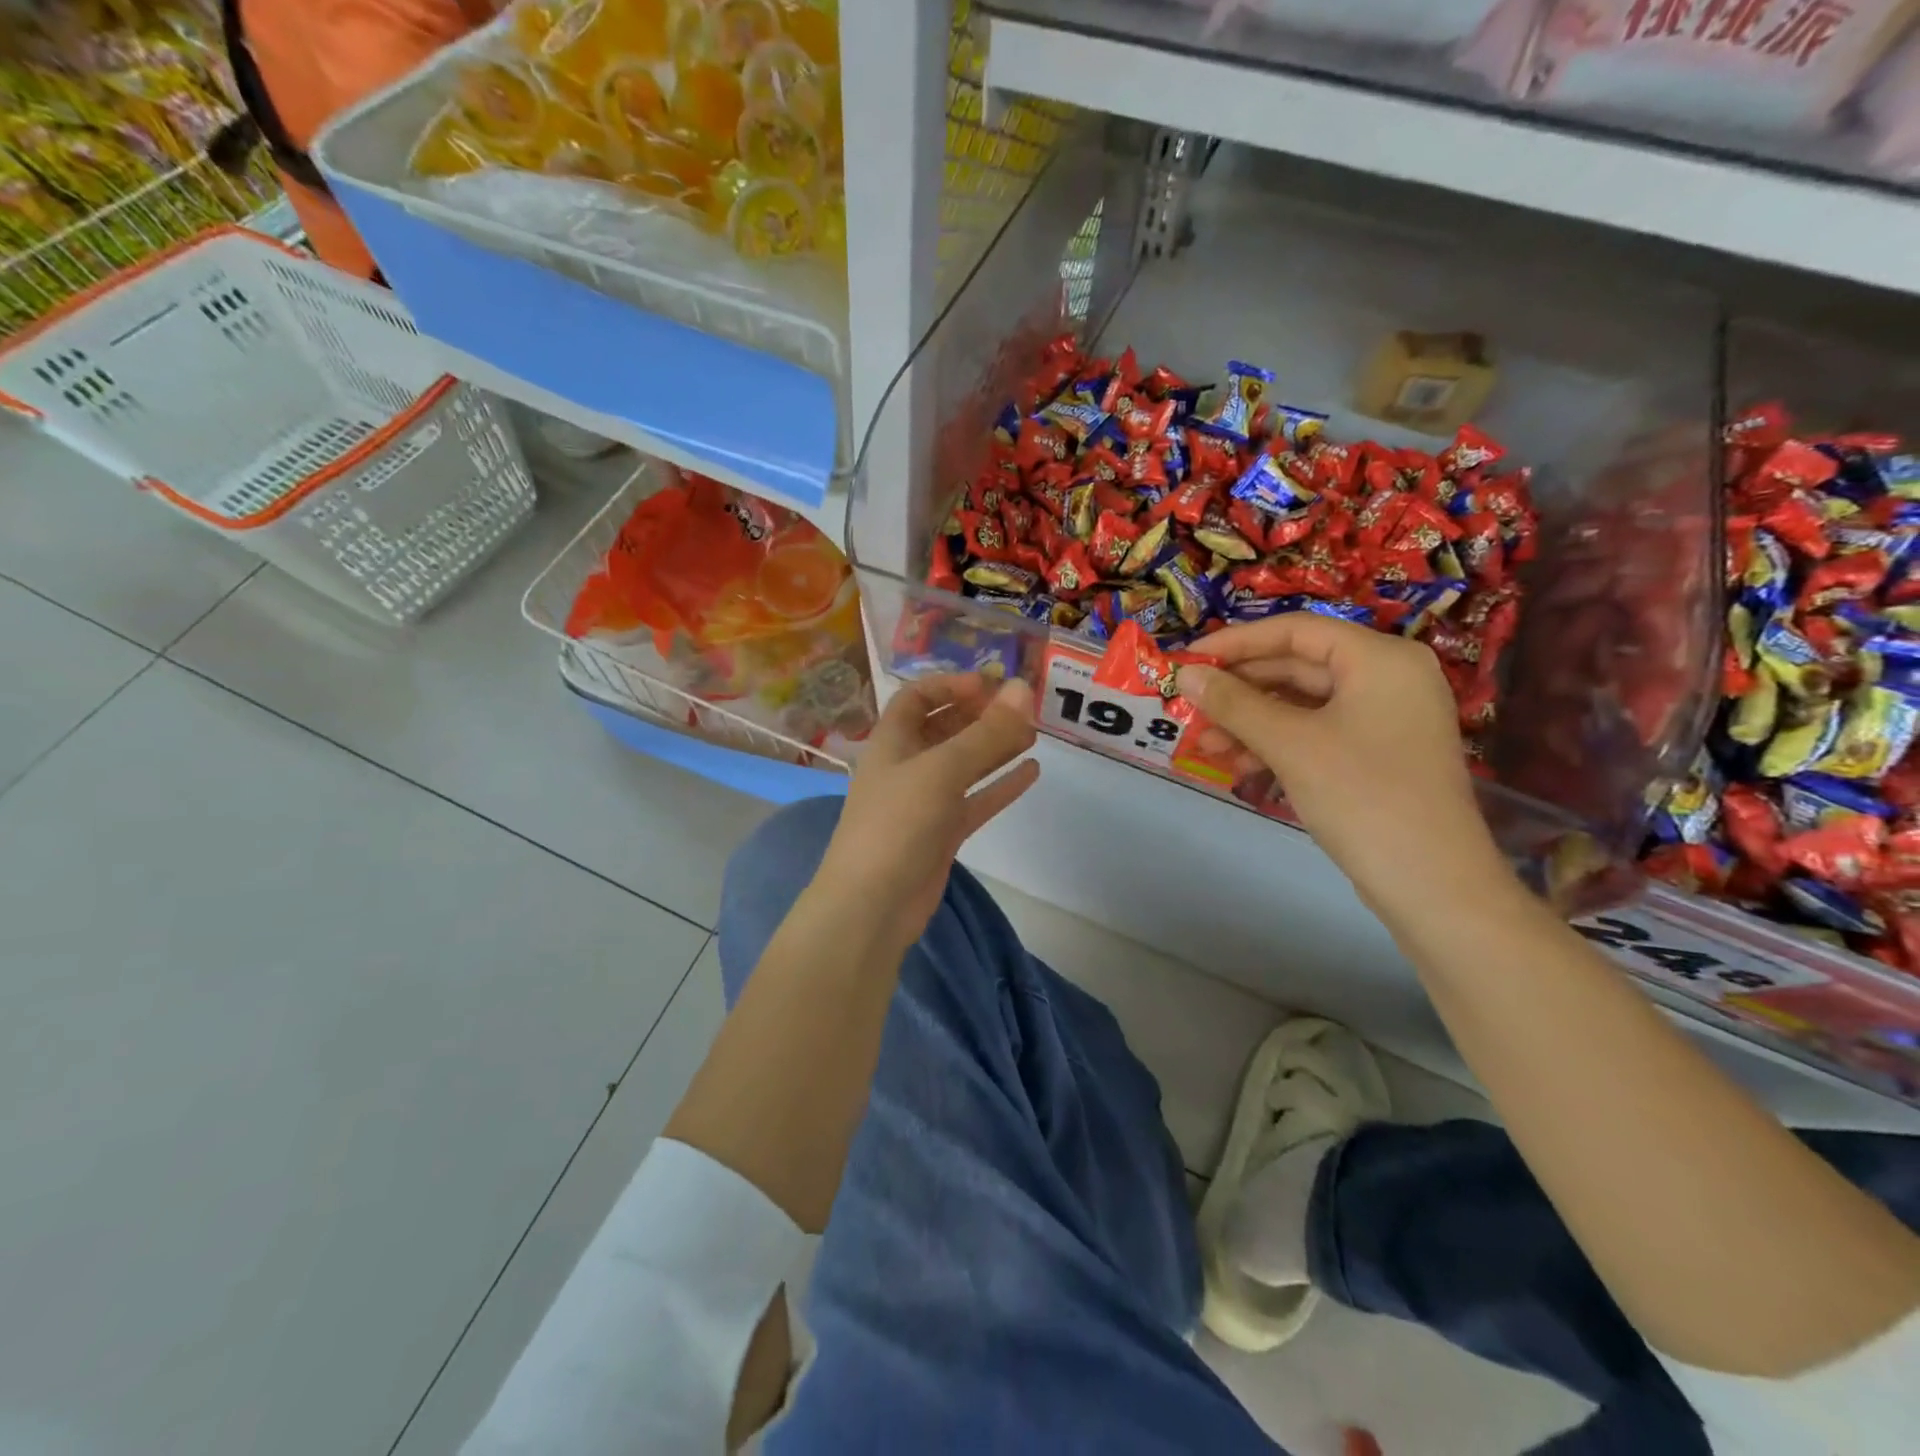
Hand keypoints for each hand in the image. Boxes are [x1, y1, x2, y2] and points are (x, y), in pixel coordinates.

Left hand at [816, 673, 1039, 947]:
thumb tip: (1024, 689)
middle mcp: (907, 766)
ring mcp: (925, 801)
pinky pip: (976, 800)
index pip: (917, 697)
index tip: (992, 684)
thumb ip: (985, 733)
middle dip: (980, 715)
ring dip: (995, 747)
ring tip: (1034, 733)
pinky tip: (1032, 772)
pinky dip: (1001, 785)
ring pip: (964, 765)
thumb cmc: (897, 824)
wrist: (873, 905)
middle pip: (944, 728)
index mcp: (891, 742)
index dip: (951, 684)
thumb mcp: (941, 770)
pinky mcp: (942, 833)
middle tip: (1023, 708)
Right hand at [1178, 615, 1511, 922]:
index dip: (1236, 642)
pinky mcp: (1377, 752)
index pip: (1295, 630)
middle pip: (1297, 666)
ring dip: (1251, 721)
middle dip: (1240, 690)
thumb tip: (1186, 673)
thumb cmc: (1361, 796)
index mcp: (1379, 658)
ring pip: (1302, 703)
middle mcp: (1387, 676)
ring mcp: (1384, 717)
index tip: (1188, 661)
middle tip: (1190, 706)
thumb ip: (1234, 703)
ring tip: (1207, 744)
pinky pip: (1316, 731)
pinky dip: (1277, 743)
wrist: (1431, 882)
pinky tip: (1242, 765)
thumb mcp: (1289, 744)